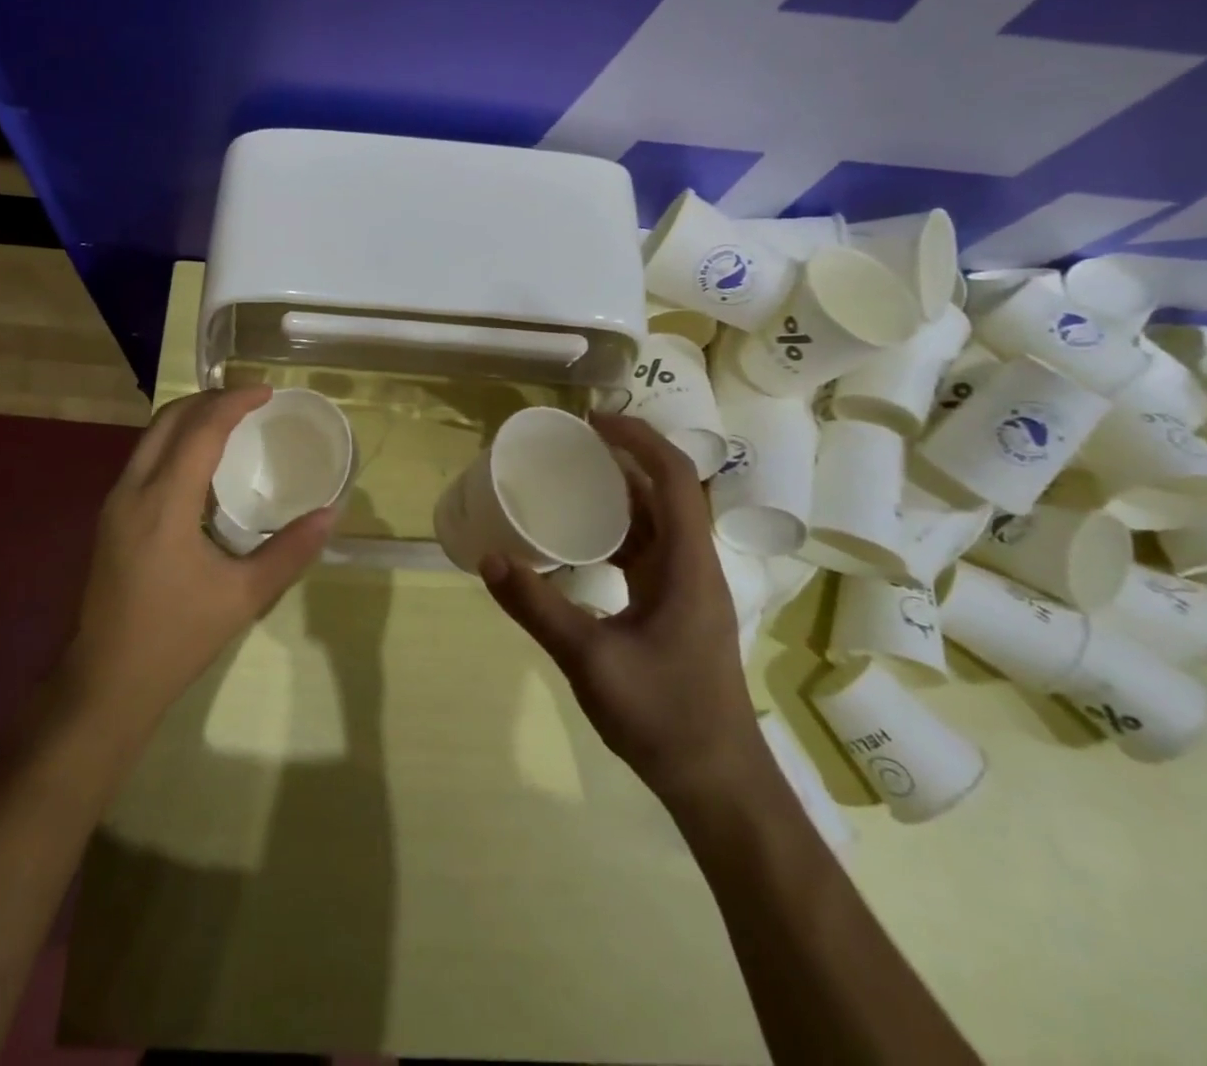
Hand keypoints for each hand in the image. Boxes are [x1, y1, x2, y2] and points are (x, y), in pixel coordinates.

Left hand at [62, 386, 335, 732]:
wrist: (107, 682)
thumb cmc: (177, 638)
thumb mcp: (244, 597)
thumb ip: (290, 551)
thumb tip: (331, 514)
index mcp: (164, 503)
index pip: (200, 430)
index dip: (234, 402)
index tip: (267, 392)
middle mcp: (132, 490)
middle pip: (168, 419)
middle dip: (209, 399)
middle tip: (250, 400)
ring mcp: (114, 503)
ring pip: (151, 436)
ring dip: (190, 418)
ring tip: (231, 420)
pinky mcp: (110, 517)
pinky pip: (144, 458)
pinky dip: (175, 441)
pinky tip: (202, 462)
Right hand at [480, 414, 763, 802]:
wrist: (717, 782)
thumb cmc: (663, 716)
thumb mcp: (590, 660)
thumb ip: (537, 607)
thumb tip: (489, 558)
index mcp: (687, 566)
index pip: (673, 478)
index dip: (638, 440)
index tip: (592, 423)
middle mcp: (694, 566)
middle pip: (667, 492)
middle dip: (625, 458)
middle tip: (572, 445)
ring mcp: (688, 588)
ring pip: (658, 522)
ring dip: (621, 494)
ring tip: (571, 479)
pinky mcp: (676, 607)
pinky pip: (648, 551)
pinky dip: (618, 531)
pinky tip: (581, 540)